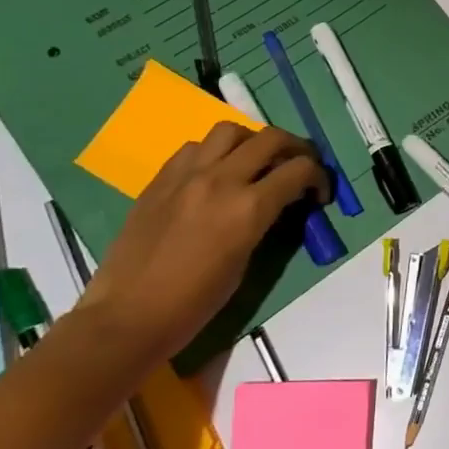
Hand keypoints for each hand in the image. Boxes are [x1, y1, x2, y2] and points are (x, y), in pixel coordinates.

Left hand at [77, 122, 328, 360]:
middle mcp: (221, 180)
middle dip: (295, 148)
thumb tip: (277, 203)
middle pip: (271, 138)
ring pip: (230, 131)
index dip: (319, 177)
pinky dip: (214, 153)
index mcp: (248, 208)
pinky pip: (194, 148)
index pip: (300, 169)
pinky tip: (214, 175)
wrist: (128, 316)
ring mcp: (186, 176)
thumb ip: (264, 221)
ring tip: (254, 163)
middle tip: (298, 166)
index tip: (319, 194)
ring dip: (251, 142)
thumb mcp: (245, 261)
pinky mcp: (160, 180)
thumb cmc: (195, 303)